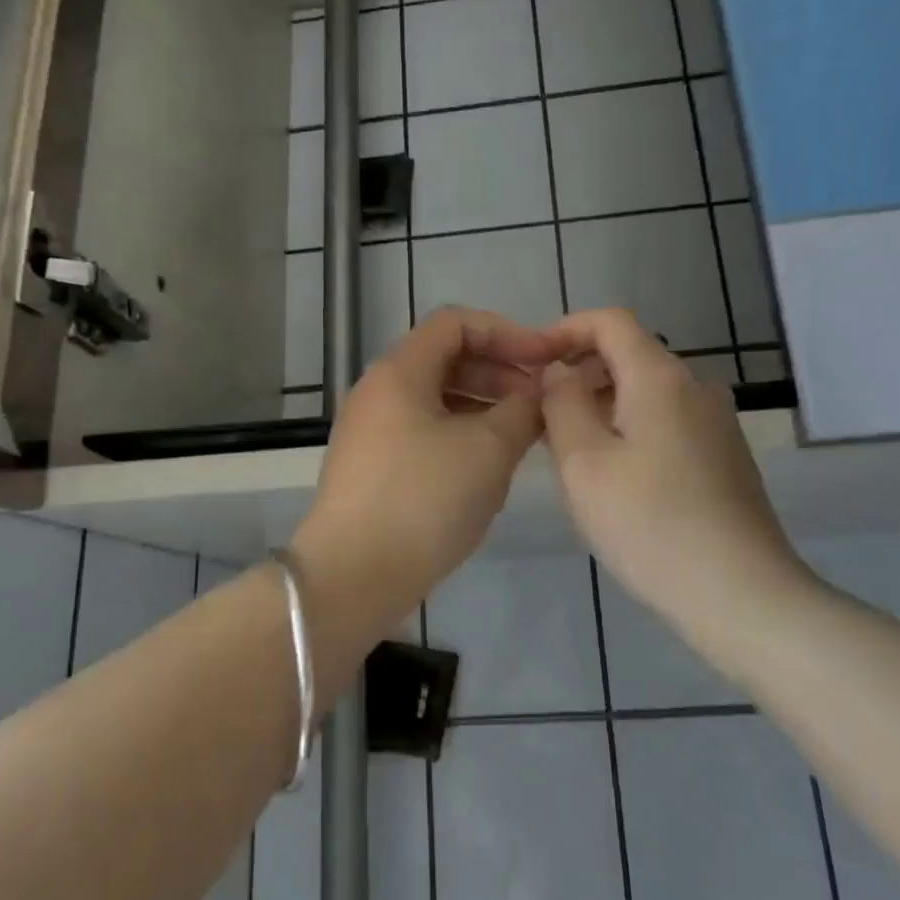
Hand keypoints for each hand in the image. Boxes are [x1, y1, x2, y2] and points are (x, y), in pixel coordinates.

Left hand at [292, 308, 560, 624]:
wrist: (353, 576)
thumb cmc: (424, 500)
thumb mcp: (489, 450)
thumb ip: (524, 409)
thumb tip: (542, 390)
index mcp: (400, 372)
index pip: (456, 323)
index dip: (507, 333)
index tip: (545, 362)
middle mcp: (378, 392)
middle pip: (446, 359)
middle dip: (499, 373)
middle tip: (539, 404)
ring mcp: (370, 431)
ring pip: (436, 400)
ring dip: (483, 407)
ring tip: (522, 437)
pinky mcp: (371, 467)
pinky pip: (423, 432)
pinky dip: (460, 435)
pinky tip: (486, 467)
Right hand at [541, 309, 806, 629]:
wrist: (741, 594)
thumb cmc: (650, 524)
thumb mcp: (584, 463)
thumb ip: (562, 404)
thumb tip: (560, 371)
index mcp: (660, 377)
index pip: (610, 321)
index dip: (566, 330)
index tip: (532, 362)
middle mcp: (696, 387)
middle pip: (629, 356)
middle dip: (580, 374)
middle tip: (541, 417)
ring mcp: (717, 422)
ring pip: (647, 393)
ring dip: (603, 406)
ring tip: (571, 453)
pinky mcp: (725, 456)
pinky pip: (667, 422)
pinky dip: (631, 429)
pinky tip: (617, 479)